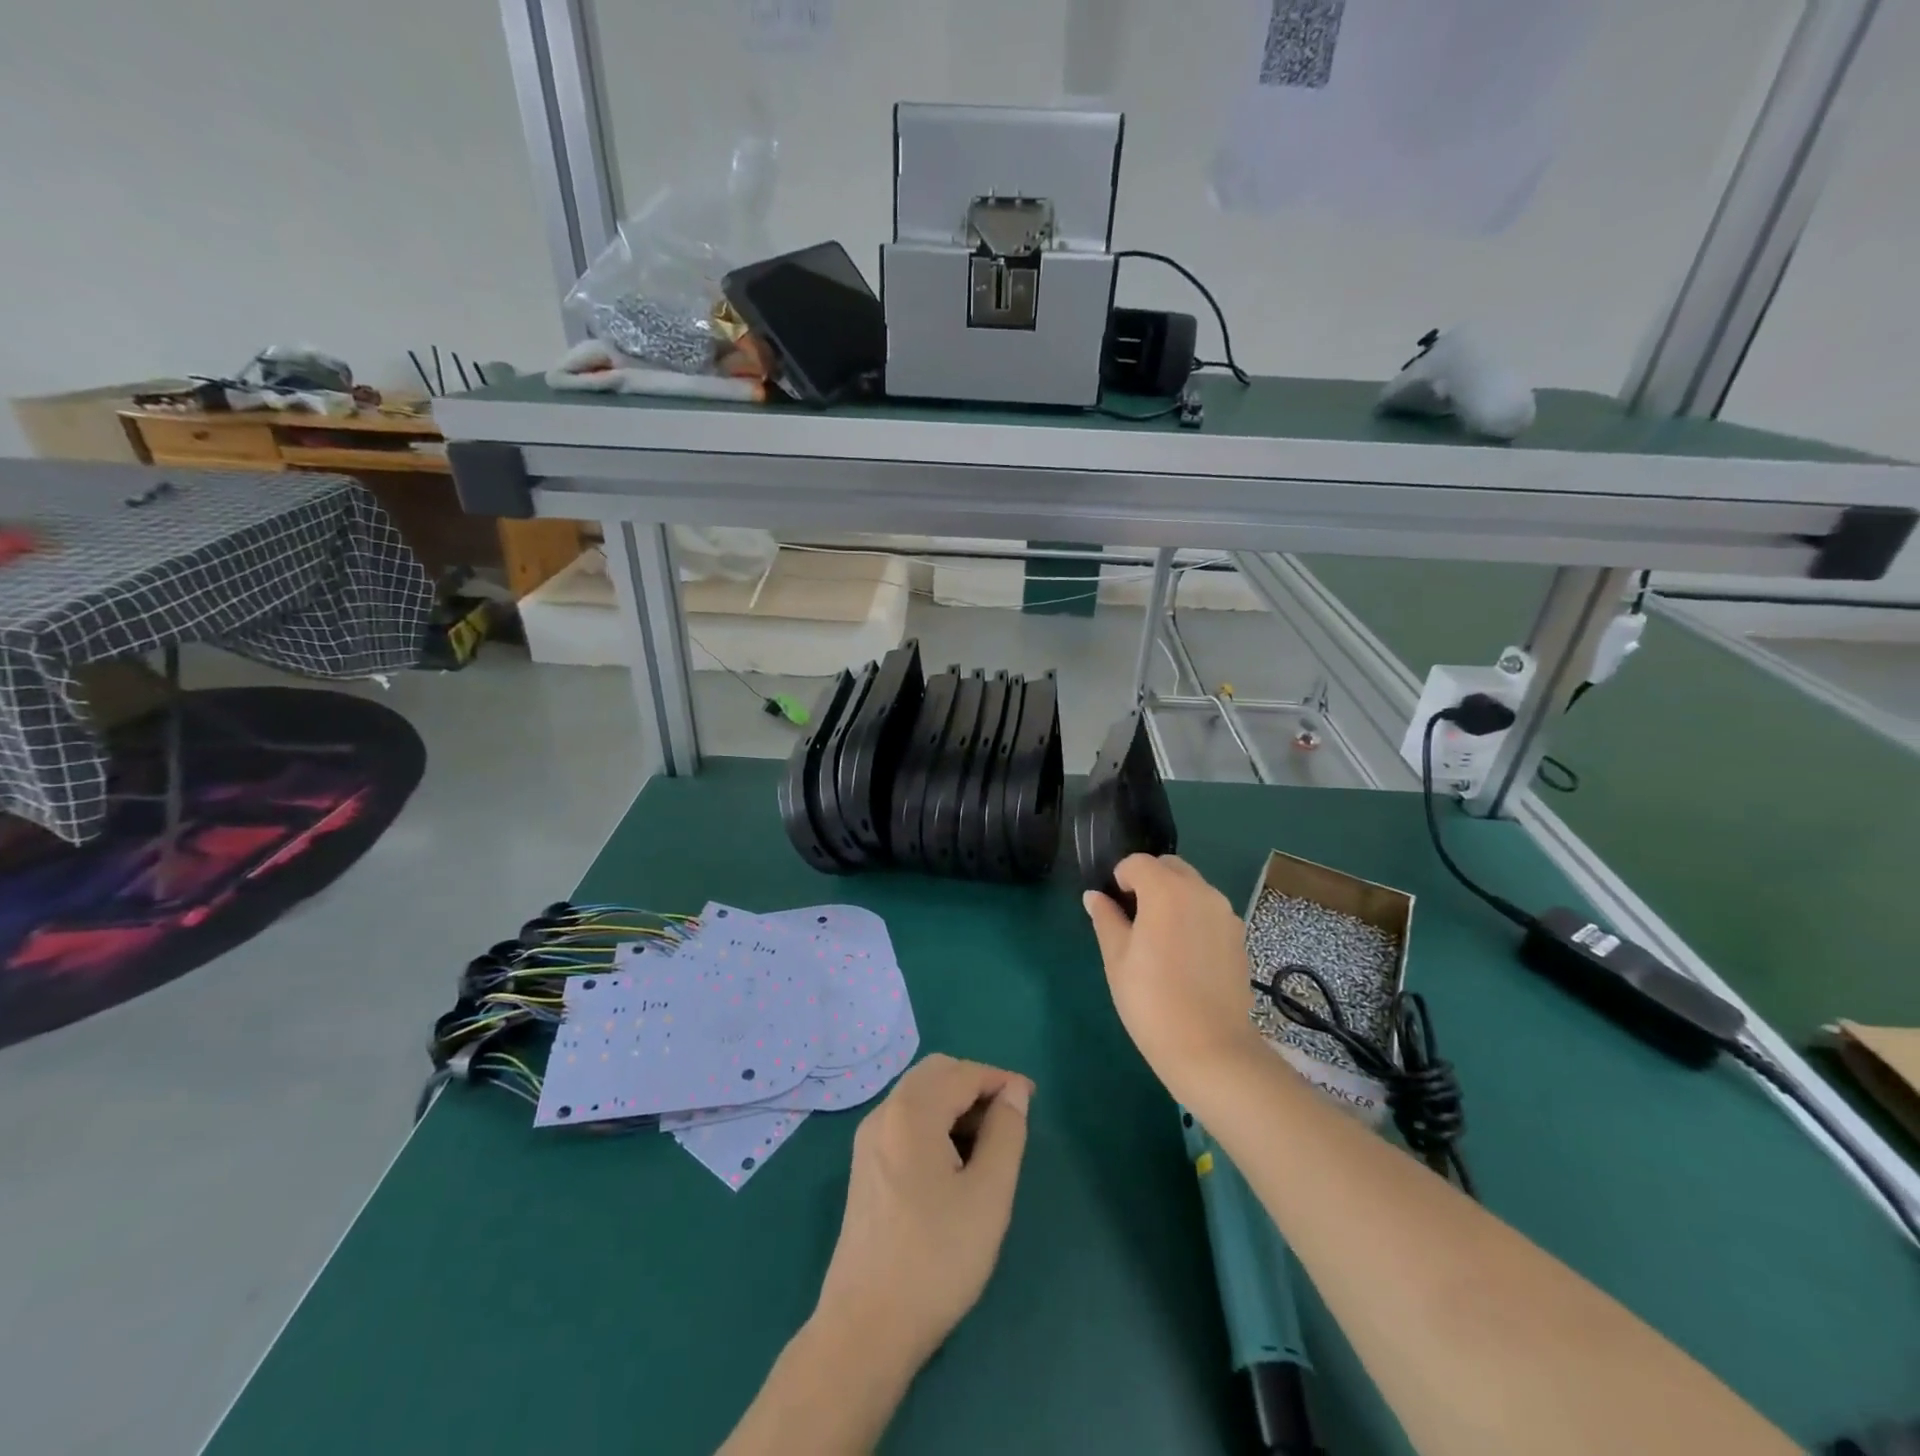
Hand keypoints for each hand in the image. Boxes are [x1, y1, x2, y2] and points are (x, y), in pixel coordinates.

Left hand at [814, 1054, 1032, 1368]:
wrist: (865, 1328)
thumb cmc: (936, 1259)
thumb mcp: (988, 1195)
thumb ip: (1006, 1133)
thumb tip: (1014, 1091)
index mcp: (911, 1112)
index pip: (963, 1073)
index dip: (1000, 1079)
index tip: (1031, 1099)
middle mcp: (883, 1114)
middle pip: (935, 1073)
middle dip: (974, 1084)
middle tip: (1008, 1118)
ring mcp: (868, 1140)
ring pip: (918, 1095)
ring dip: (954, 1102)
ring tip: (987, 1144)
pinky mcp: (864, 1166)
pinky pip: (904, 1121)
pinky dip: (934, 1122)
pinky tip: (953, 1162)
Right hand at [1084, 854, 1264, 1101]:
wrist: (1211, 1049)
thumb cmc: (1152, 1002)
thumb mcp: (1117, 959)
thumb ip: (1106, 919)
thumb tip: (1094, 897)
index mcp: (1166, 891)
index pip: (1138, 863)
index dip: (1120, 878)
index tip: (1114, 906)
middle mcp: (1201, 892)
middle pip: (1170, 867)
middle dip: (1150, 880)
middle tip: (1134, 918)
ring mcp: (1225, 914)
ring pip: (1193, 887)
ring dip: (1174, 896)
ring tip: (1161, 938)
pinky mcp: (1239, 936)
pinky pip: (1210, 911)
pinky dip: (1194, 917)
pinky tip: (1185, 955)